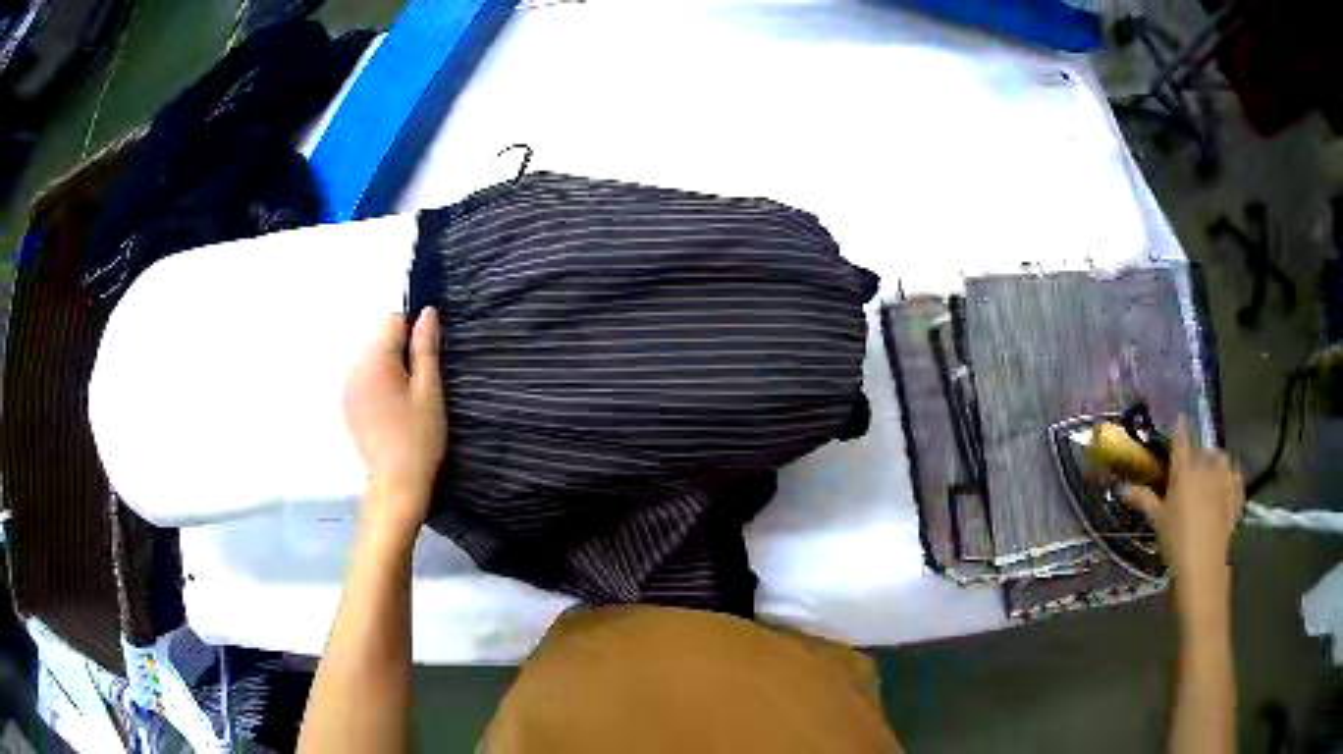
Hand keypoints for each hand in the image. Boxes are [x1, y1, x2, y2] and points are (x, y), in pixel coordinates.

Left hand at [343, 308, 445, 536]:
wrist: (397, 485)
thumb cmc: (419, 437)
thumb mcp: (429, 390)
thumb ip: (425, 348)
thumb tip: (427, 312)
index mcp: (374, 361)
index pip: (394, 322)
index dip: (415, 337)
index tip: (428, 365)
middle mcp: (354, 369)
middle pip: (381, 342)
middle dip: (402, 355)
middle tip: (420, 390)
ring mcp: (347, 389)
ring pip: (374, 361)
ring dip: (391, 372)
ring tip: (406, 405)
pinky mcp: (348, 407)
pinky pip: (365, 381)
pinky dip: (379, 388)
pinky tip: (392, 414)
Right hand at [1123, 416, 1243, 620]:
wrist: (1203, 563)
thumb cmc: (1176, 540)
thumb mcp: (1157, 521)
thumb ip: (1144, 500)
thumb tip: (1123, 488)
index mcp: (1185, 470)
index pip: (1182, 439)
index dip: (1181, 428)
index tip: (1180, 419)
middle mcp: (1206, 468)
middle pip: (1205, 449)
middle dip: (1200, 451)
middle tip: (1194, 463)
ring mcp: (1223, 481)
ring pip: (1223, 459)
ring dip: (1218, 461)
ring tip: (1213, 471)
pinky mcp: (1235, 496)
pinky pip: (1236, 479)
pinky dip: (1233, 478)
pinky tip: (1229, 485)